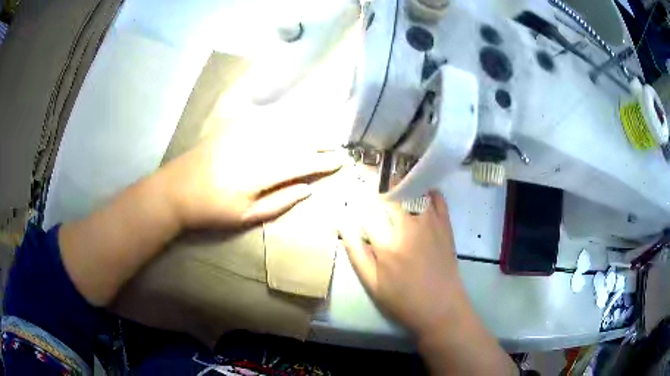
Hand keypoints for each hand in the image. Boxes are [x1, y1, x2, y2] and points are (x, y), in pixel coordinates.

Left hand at [163, 130, 341, 229]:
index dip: (324, 161)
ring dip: (306, 128)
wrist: (176, 190)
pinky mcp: (233, 126)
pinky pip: (264, 118)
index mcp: (262, 172)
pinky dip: (282, 118)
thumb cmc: (211, 209)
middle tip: (337, 144)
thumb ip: (280, 202)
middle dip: (320, 142)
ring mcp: (244, 133)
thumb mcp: (246, 216)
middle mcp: (257, 147)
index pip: (302, 163)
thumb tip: (308, 190)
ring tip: (322, 131)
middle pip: (296, 140)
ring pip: (283, 126)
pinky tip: (292, 118)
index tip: (341, 160)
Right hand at [338, 191, 467, 336]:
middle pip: (390, 194)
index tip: (352, 198)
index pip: (366, 211)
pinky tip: (420, 193)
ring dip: (402, 184)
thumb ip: (356, 253)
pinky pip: (437, 197)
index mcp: (387, 244)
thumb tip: (342, 225)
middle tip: (372, 187)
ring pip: (413, 191)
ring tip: (394, 186)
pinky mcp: (446, 225)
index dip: (356, 201)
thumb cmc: (403, 299)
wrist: (441, 307)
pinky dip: (427, 190)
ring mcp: (430, 223)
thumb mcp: (372, 283)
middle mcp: (409, 227)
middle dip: (378, 188)